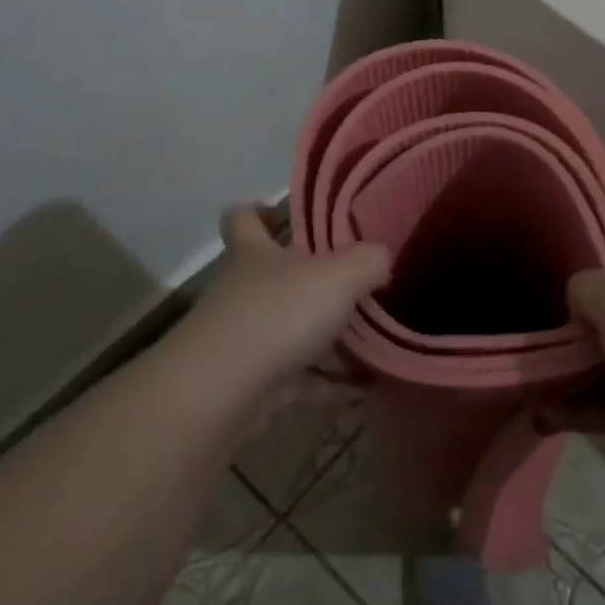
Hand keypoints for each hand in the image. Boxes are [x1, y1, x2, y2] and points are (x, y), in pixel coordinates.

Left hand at [175, 205, 388, 417]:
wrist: (223, 392)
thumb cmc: (278, 313)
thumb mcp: (339, 275)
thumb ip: (369, 260)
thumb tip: (381, 259)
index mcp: (256, 253)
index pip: (244, 219)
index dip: (260, 212)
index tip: (283, 216)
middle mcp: (245, 291)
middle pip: (275, 277)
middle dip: (312, 282)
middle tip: (357, 285)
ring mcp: (245, 339)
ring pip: (290, 330)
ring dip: (327, 338)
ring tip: (373, 342)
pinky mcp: (254, 384)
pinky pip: (300, 378)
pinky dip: (329, 383)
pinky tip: (364, 387)